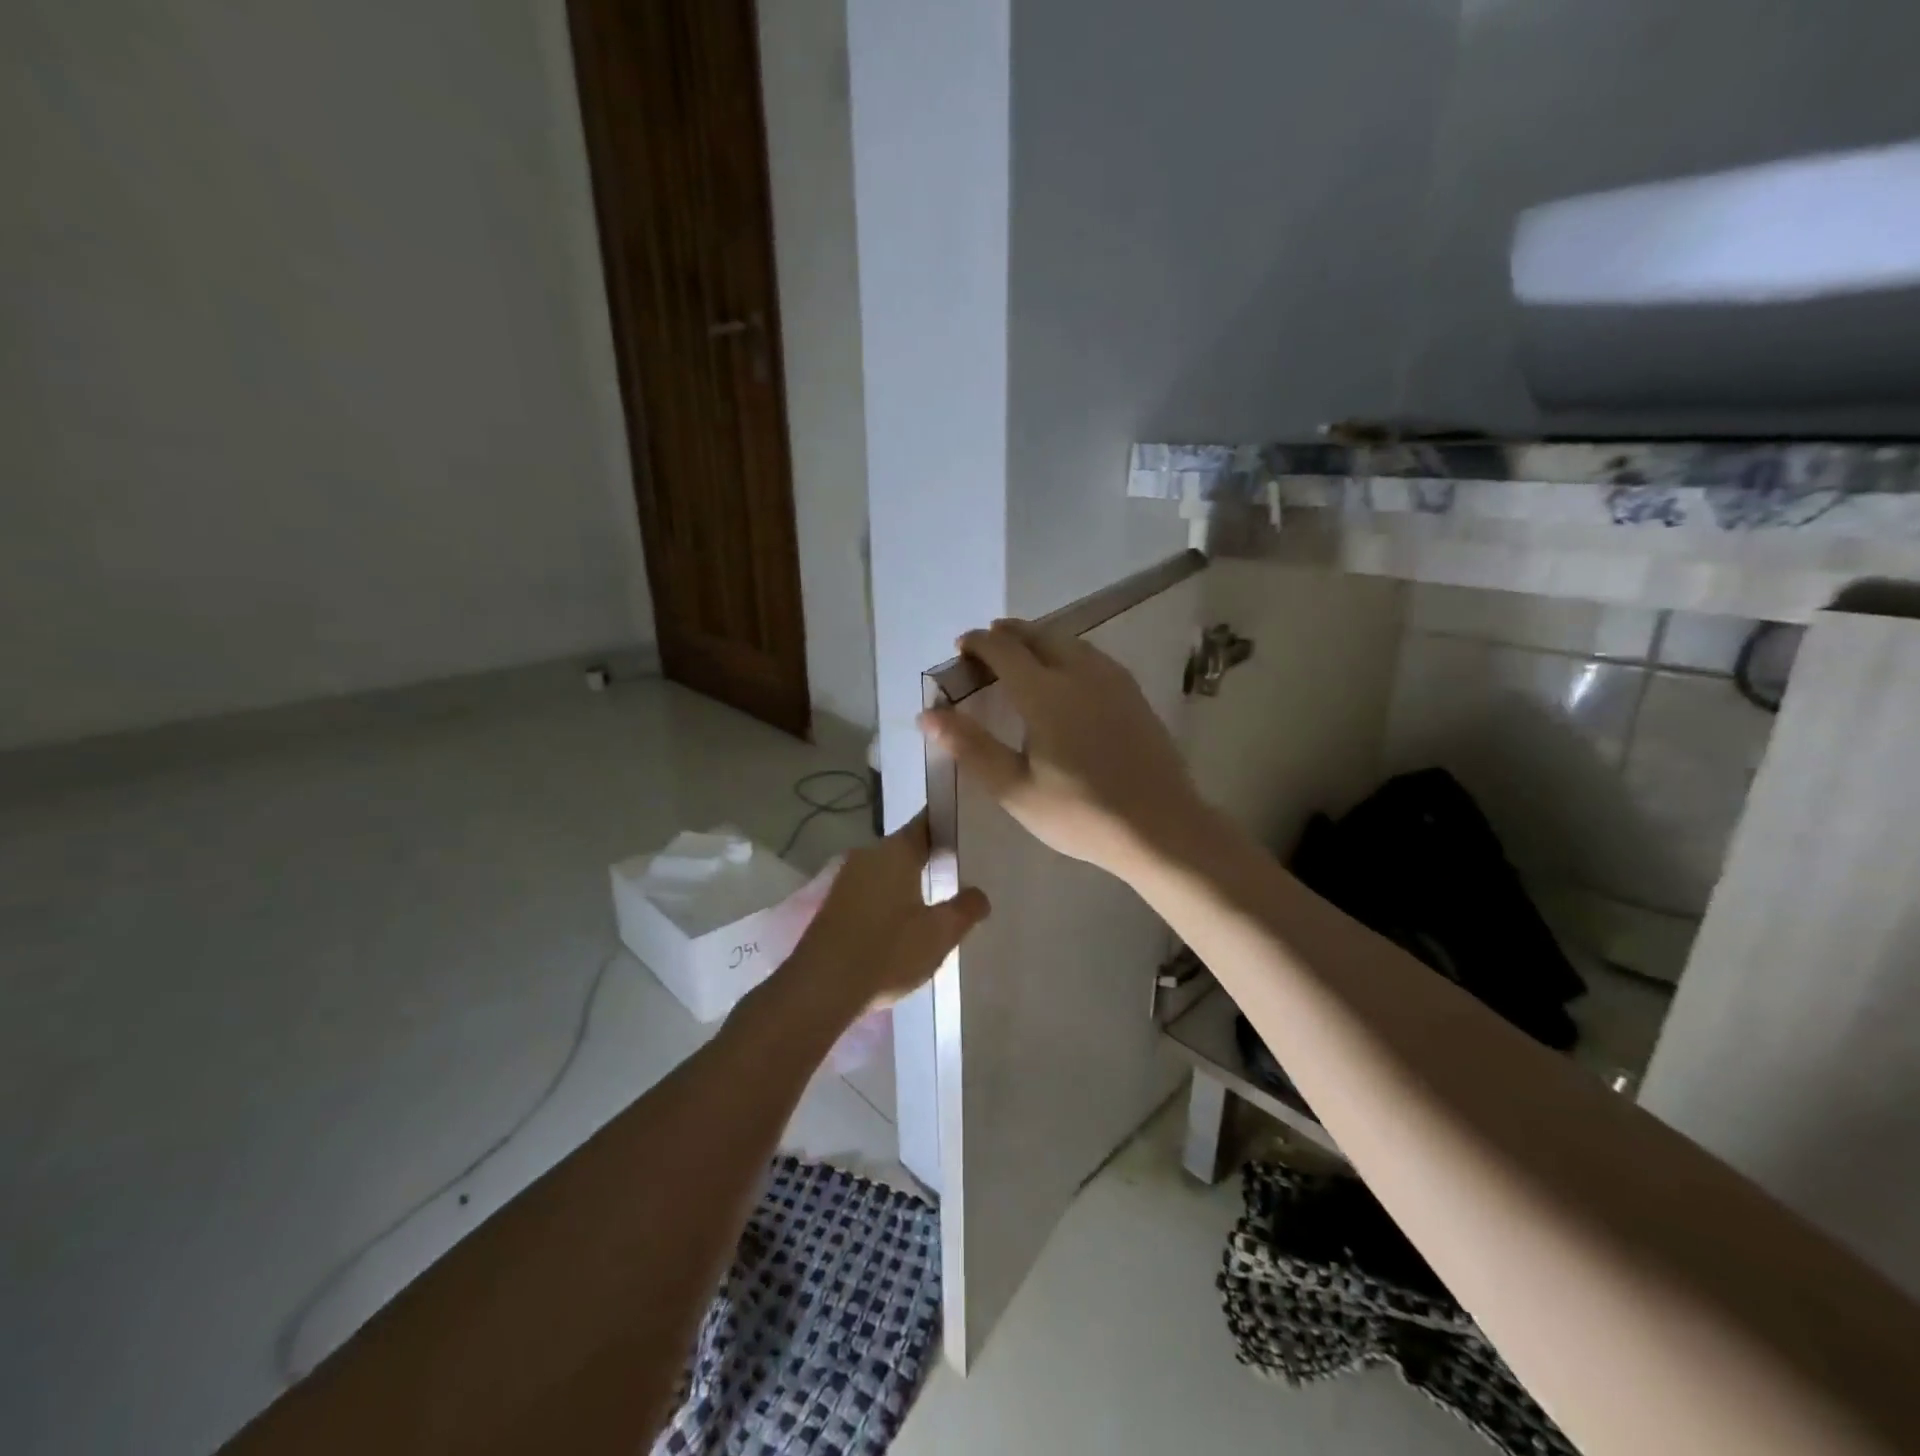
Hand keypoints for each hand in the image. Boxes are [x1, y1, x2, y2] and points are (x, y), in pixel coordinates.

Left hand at [787, 812, 988, 1011]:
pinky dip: (890, 898)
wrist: (821, 988)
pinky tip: (905, 921)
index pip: (927, 823)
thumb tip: (979, 893)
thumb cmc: (887, 952)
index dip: (948, 824)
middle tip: (962, 870)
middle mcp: (868, 855)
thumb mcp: (939, 934)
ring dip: (910, 880)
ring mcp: (846, 879)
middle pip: (907, 847)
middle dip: (932, 856)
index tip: (969, 831)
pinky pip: (871, 890)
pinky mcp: (835, 904)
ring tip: (939, 898)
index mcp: (895, 851)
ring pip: (888, 870)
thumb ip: (965, 908)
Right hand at [918, 619, 1211, 878]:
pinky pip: (1093, 656)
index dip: (978, 643)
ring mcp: (1113, 681)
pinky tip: (1066, 674)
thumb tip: (927, 714)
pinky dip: (1067, 652)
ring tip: (1021, 654)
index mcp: (1046, 693)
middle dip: (1008, 634)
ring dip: (1039, 639)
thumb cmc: (1080, 814)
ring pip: (1069, 642)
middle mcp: (1080, 673)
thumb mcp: (1015, 789)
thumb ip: (970, 747)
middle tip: (986, 647)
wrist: (1160, 826)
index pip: (1004, 649)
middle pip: (1039, 635)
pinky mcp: (1134, 694)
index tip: (960, 646)